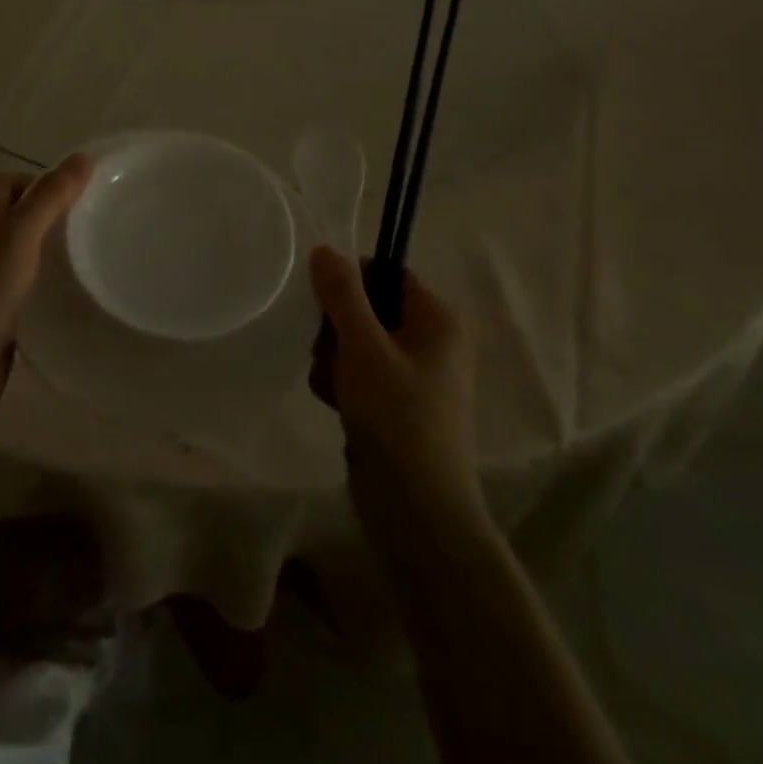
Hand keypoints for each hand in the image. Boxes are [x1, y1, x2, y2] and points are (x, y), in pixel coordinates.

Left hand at [0, 155, 92, 433]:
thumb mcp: (21, 236)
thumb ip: (51, 196)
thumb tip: (82, 157)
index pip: (10, 182)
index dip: (43, 181)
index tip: (80, 197)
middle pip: (16, 214)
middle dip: (52, 215)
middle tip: (92, 225)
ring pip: (20, 250)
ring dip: (49, 250)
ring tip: (88, 256)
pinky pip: (21, 283)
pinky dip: (42, 282)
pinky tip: (68, 293)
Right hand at [309, 247, 483, 540]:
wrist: (418, 514)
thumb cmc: (396, 419)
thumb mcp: (363, 347)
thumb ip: (342, 294)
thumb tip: (325, 248)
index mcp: (437, 319)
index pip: (387, 272)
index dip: (351, 282)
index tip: (324, 305)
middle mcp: (432, 342)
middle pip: (367, 307)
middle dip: (337, 329)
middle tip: (330, 355)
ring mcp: (416, 376)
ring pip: (357, 342)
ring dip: (334, 360)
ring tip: (333, 388)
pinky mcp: (398, 406)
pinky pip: (360, 374)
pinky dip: (342, 385)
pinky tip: (335, 406)